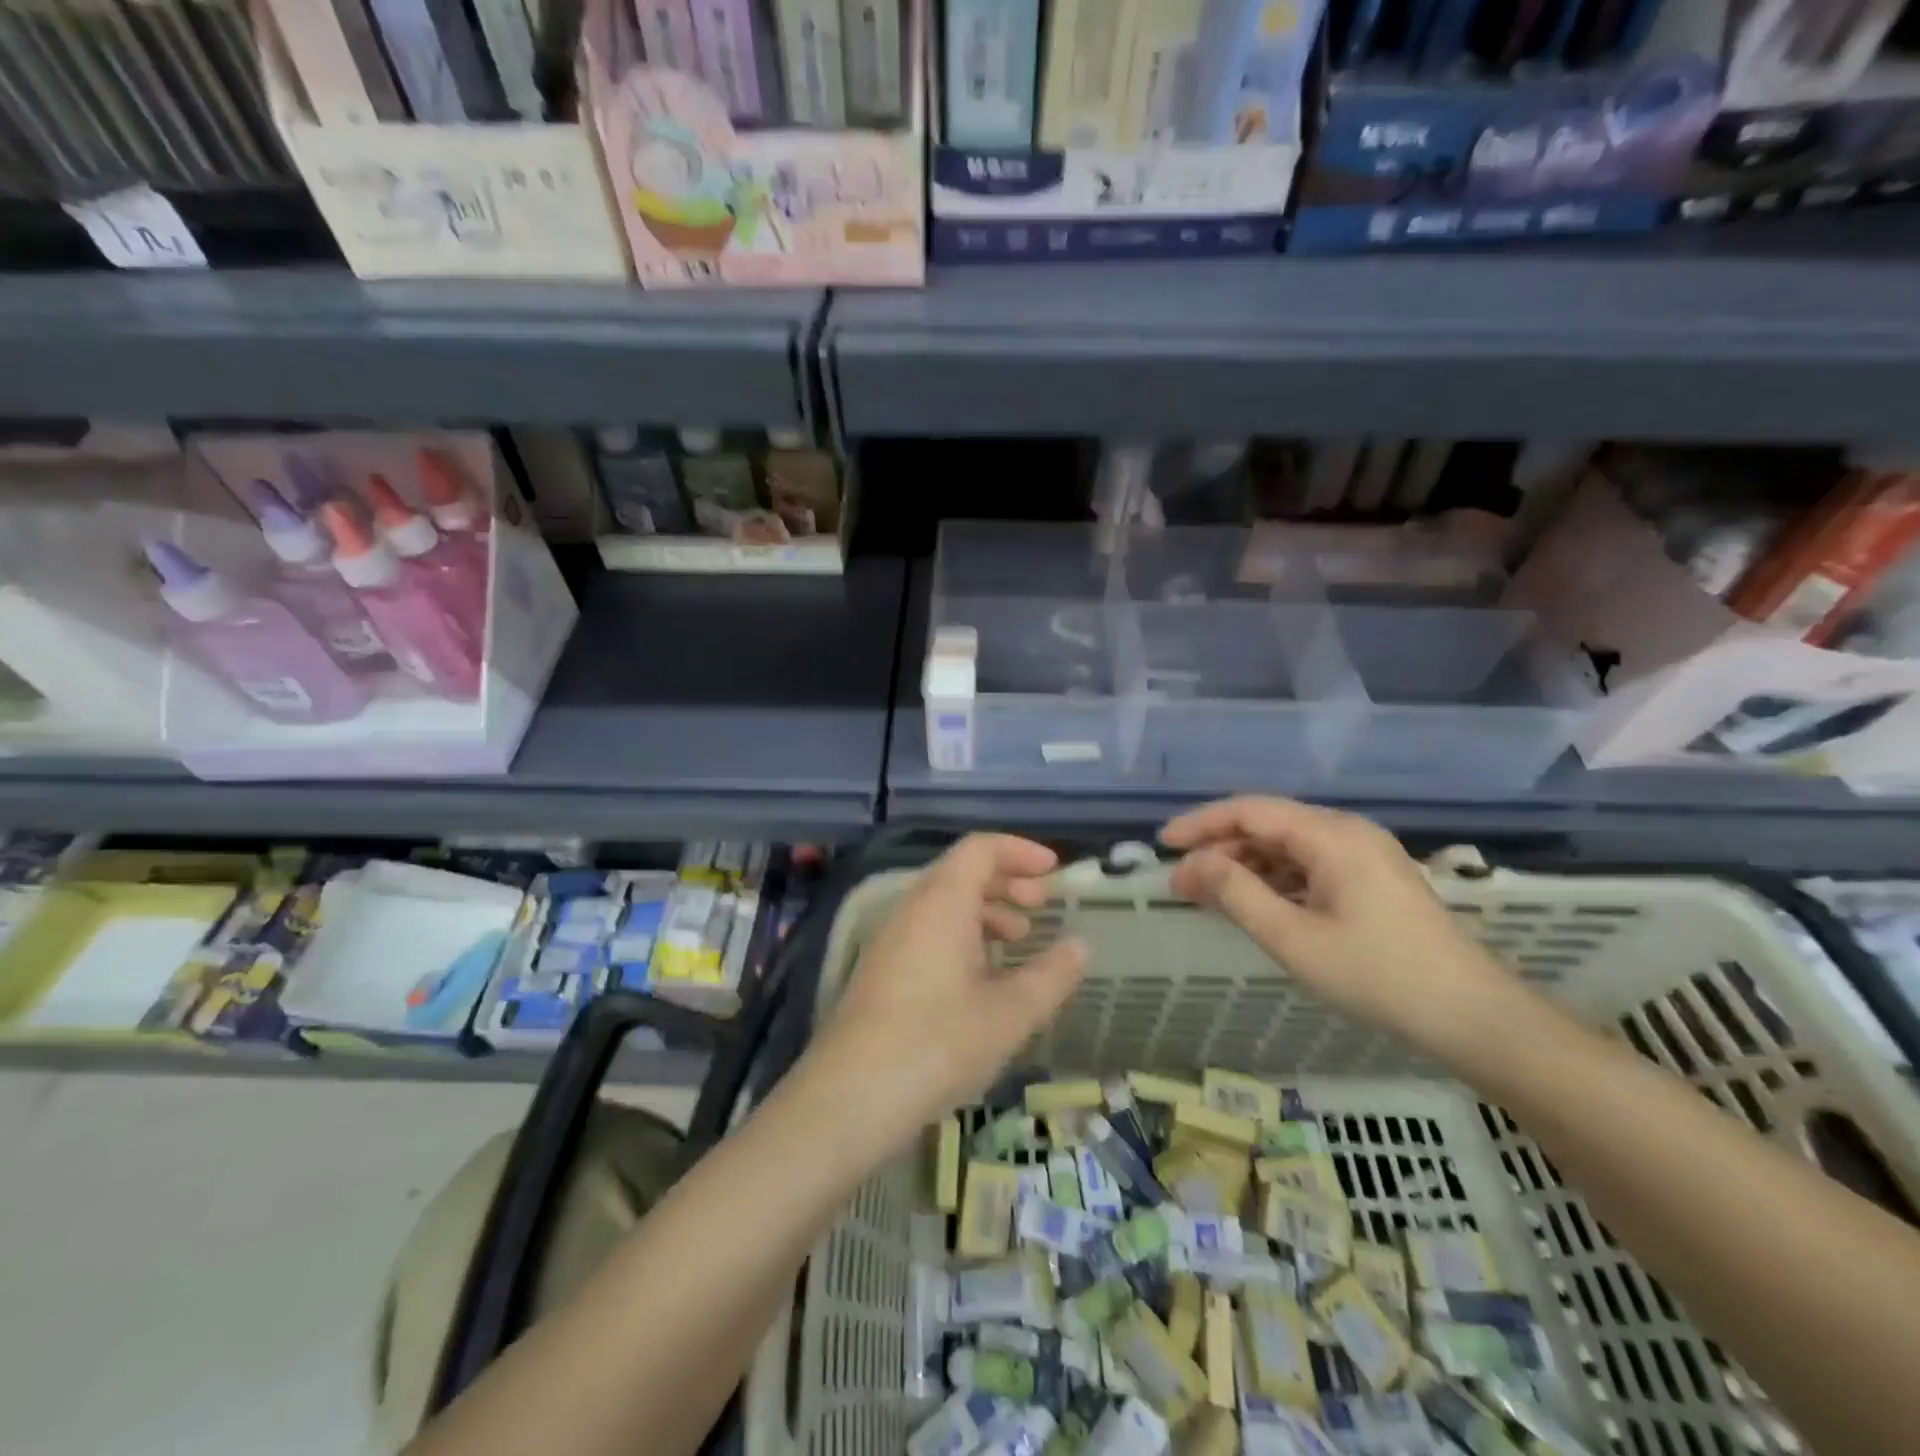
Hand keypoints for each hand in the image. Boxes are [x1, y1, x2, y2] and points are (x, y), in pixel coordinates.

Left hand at [807, 835, 1086, 1155]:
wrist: (850, 1097)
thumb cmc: (938, 1044)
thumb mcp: (1010, 1014)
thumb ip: (1051, 975)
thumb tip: (1079, 945)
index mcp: (942, 902)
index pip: (980, 848)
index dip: (1020, 851)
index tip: (1054, 871)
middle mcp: (912, 909)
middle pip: (962, 873)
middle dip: (1007, 882)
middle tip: (1042, 906)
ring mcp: (891, 939)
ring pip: (944, 904)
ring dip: (986, 912)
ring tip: (1018, 943)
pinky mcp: (882, 970)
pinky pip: (929, 932)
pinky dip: (963, 937)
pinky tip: (983, 979)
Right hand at [1162, 797, 1519, 1062]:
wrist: (1472, 1015)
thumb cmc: (1377, 975)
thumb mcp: (1293, 938)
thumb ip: (1237, 893)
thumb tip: (1195, 863)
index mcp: (1332, 835)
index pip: (1250, 811)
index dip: (1201, 823)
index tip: (1164, 844)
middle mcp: (1348, 832)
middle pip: (1268, 825)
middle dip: (1220, 850)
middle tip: (1182, 884)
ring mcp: (1364, 854)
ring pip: (1288, 846)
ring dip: (1246, 867)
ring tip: (1209, 896)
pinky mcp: (1372, 878)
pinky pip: (1310, 865)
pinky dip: (1275, 880)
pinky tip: (1255, 904)